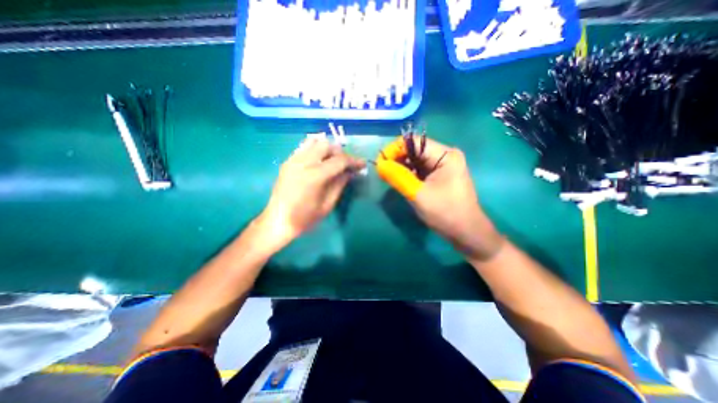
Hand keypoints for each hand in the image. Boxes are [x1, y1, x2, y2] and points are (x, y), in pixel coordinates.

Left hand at [255, 139, 365, 250]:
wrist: (277, 221)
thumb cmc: (305, 218)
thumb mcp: (327, 204)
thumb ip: (340, 184)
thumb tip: (350, 172)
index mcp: (314, 175)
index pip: (339, 160)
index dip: (353, 161)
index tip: (362, 164)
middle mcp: (302, 162)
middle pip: (326, 145)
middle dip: (339, 152)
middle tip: (345, 164)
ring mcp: (293, 160)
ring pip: (314, 142)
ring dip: (327, 149)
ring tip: (332, 161)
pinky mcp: (287, 161)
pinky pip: (304, 148)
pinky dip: (315, 150)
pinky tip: (319, 162)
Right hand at [377, 136, 503, 260]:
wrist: (466, 232)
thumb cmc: (445, 213)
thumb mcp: (418, 195)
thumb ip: (398, 177)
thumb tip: (380, 165)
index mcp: (445, 156)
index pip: (415, 142)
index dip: (395, 149)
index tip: (380, 163)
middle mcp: (445, 156)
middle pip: (415, 150)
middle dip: (397, 159)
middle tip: (382, 172)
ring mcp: (443, 166)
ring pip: (416, 160)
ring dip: (401, 167)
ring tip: (388, 176)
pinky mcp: (440, 175)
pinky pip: (420, 169)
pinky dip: (408, 173)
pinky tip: (399, 180)